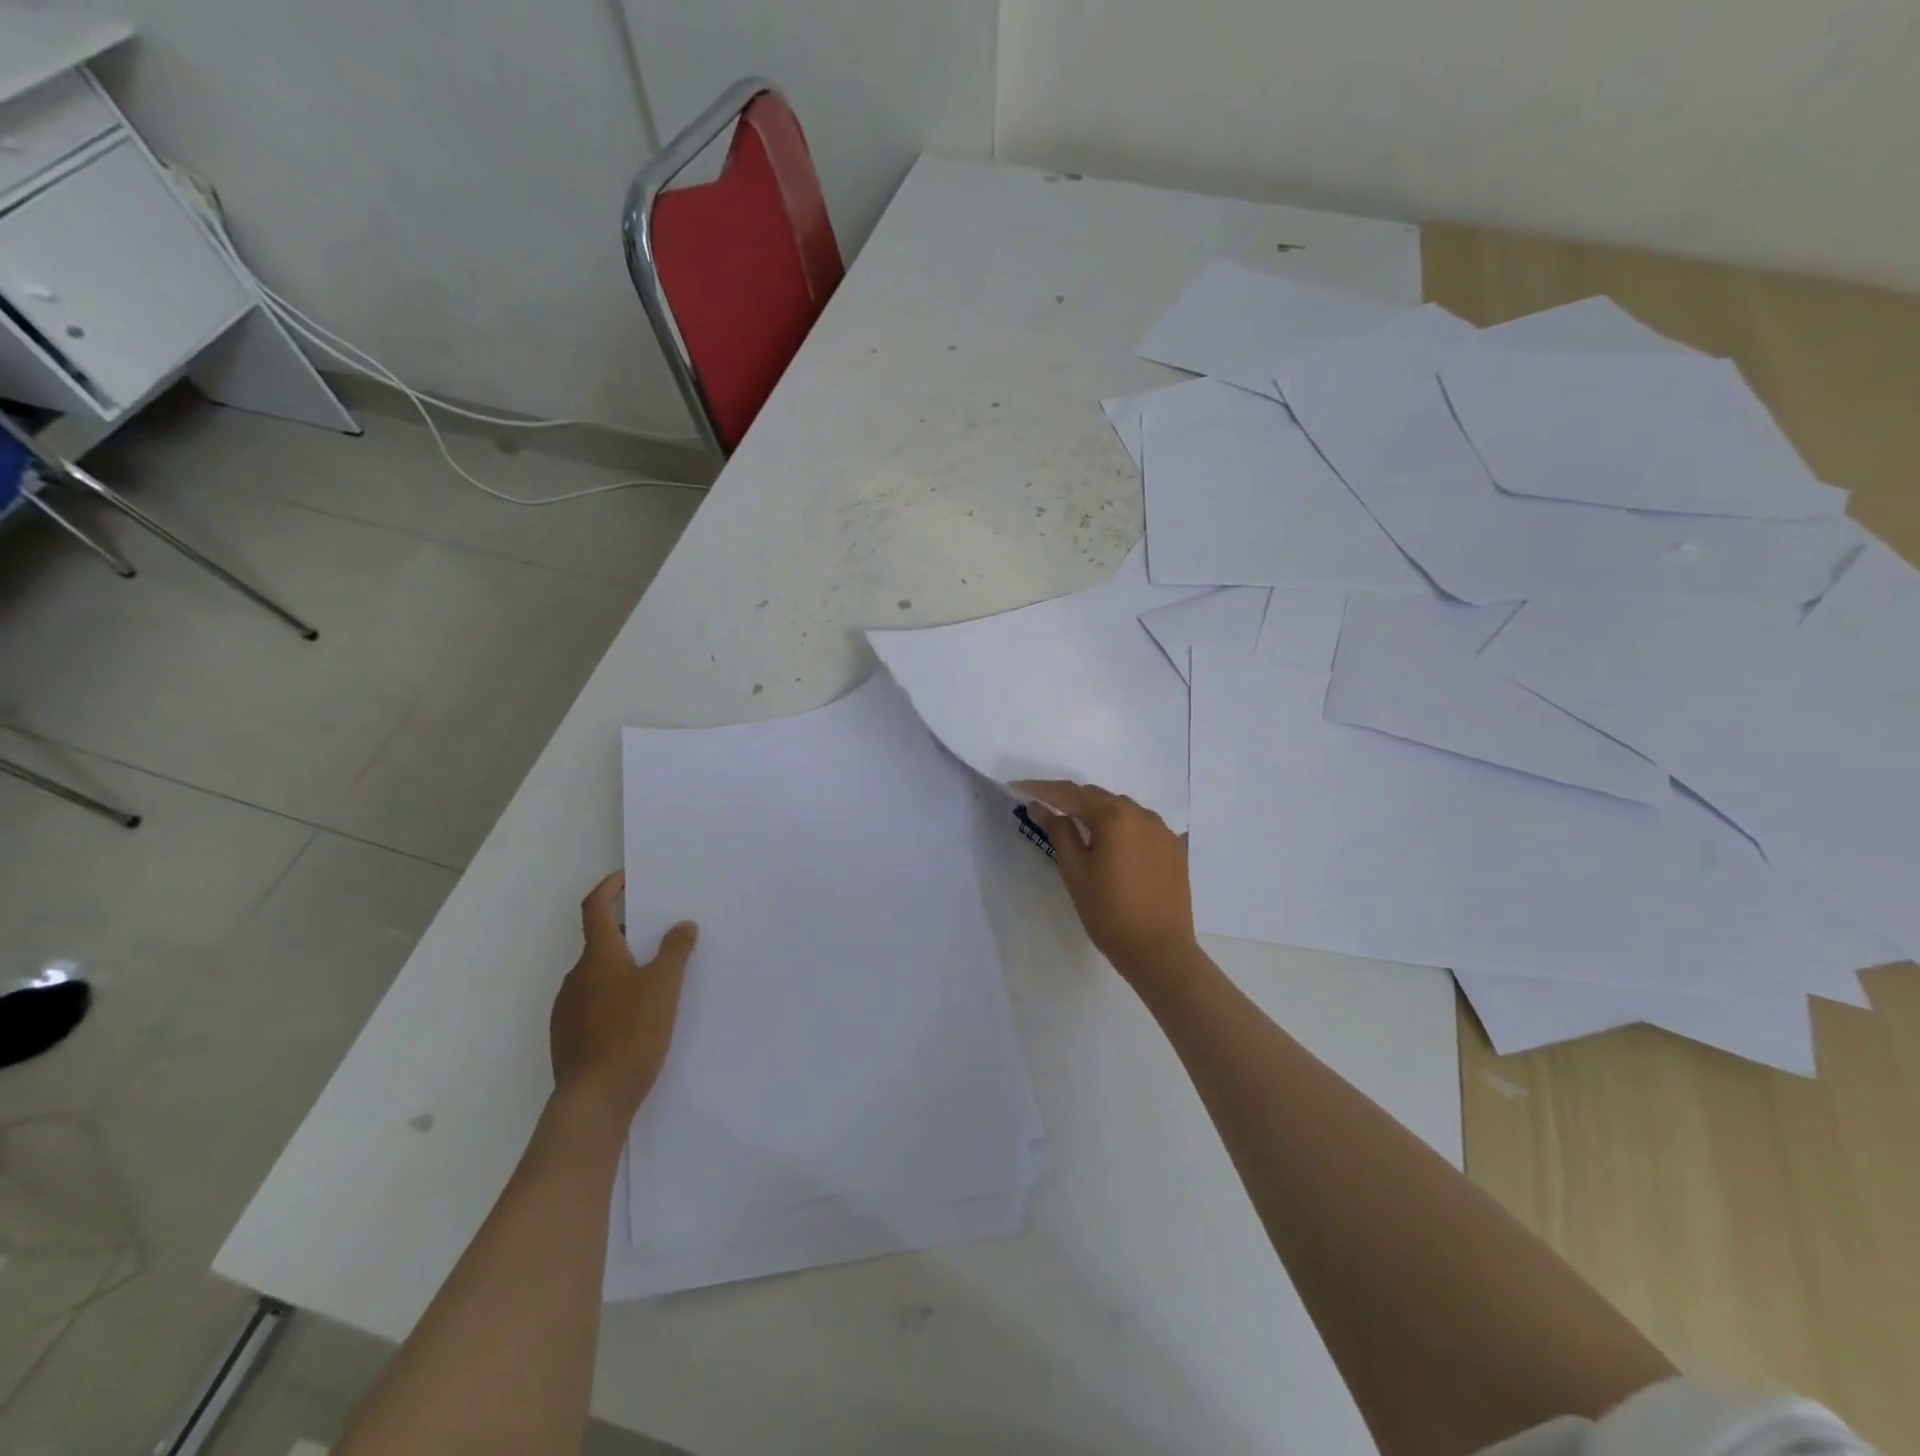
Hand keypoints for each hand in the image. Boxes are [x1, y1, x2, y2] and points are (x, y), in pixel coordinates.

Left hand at [549, 871, 696, 1127]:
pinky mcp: (568, 1036)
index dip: (610, 887)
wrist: (593, 1101)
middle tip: (663, 936)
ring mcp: (567, 1009)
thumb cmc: (631, 1034)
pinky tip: (638, 1016)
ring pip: (599, 975)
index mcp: (597, 958)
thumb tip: (682, 925)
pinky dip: (615, 995)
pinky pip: (594, 1002)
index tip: (628, 876)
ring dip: (624, 968)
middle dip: (630, 934)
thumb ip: (674, 951)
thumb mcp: (664, 988)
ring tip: (658, 979)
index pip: (595, 908)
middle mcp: (576, 977)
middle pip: (601, 942)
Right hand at [1017, 781, 1196, 978]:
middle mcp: (1141, 814)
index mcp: (1114, 816)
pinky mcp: (1174, 848)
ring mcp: (1162, 830)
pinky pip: (1141, 826)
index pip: (1070, 793)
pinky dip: (1121, 828)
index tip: (1018, 788)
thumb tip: (1040, 806)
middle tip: (1045, 809)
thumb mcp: (1075, 871)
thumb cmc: (1109, 912)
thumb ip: (1059, 832)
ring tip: (1077, 827)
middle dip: (1070, 800)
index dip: (1042, 790)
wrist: (1160, 951)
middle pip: (1097, 797)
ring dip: (1097, 813)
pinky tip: (1112, 844)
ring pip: (1121, 809)